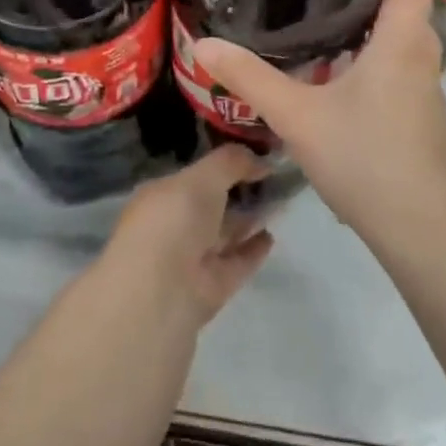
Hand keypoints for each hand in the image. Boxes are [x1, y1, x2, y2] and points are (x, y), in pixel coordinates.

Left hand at [105, 146, 276, 326]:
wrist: (162, 292)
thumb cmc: (174, 222)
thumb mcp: (202, 177)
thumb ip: (232, 162)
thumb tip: (262, 159)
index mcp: (162, 195)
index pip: (195, 175)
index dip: (224, 163)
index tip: (256, 152)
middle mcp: (174, 225)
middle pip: (212, 204)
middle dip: (240, 190)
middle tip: (277, 175)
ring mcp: (193, 257)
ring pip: (226, 232)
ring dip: (251, 217)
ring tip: (283, 201)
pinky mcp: (212, 285)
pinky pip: (237, 261)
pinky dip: (253, 248)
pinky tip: (272, 235)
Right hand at [191, 0, 445, 238]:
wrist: (417, 224)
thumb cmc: (362, 156)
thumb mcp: (296, 115)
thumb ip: (250, 79)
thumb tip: (203, 45)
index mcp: (400, 44)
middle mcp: (422, 60)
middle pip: (412, 10)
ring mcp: (428, 94)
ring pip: (409, 45)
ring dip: (382, 28)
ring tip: (337, 22)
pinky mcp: (425, 121)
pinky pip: (406, 73)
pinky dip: (382, 60)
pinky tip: (346, 79)